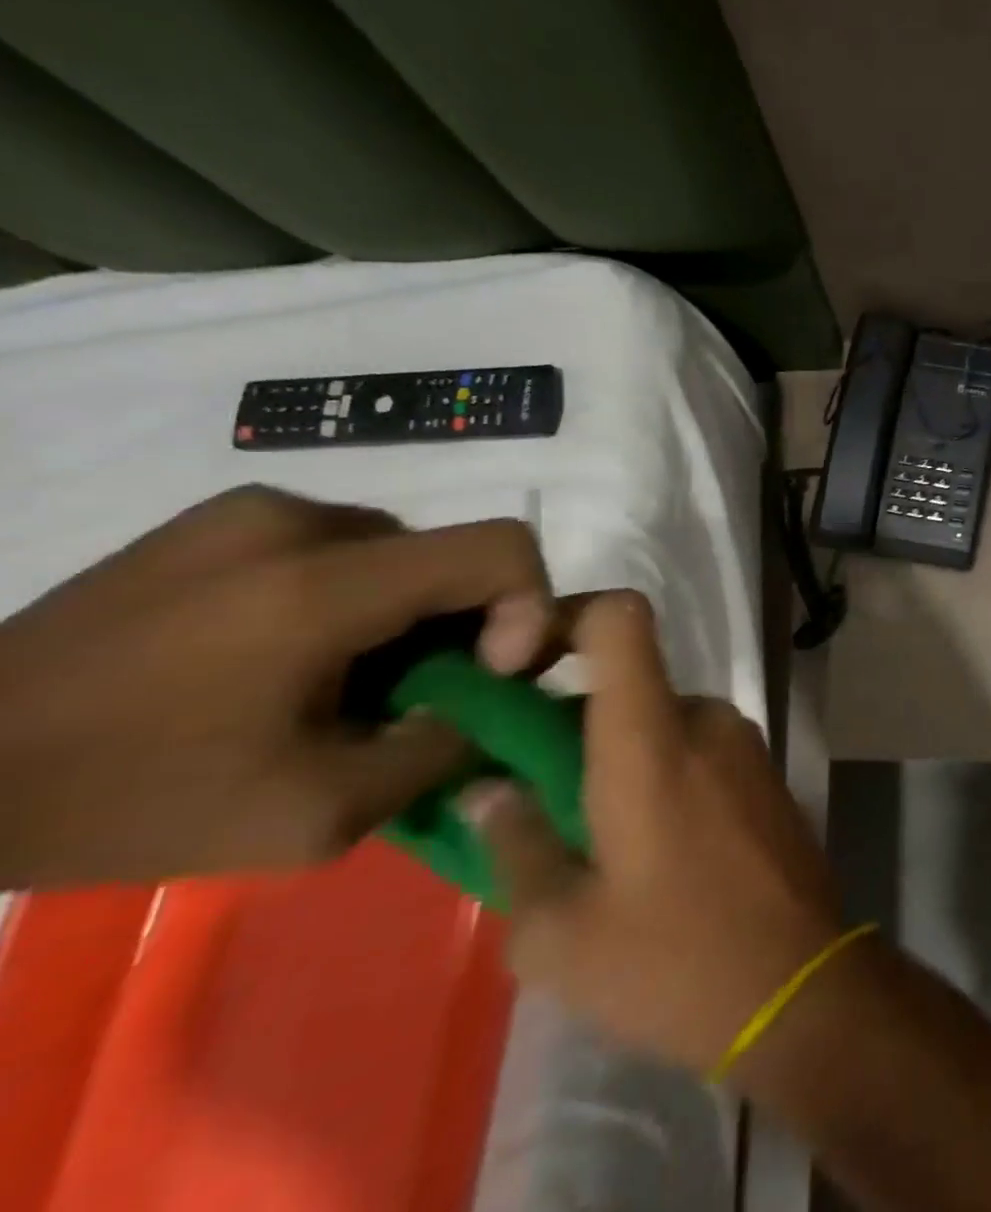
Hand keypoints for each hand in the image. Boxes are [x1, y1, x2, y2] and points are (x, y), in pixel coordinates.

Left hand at [0, 485, 560, 888]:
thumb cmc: (128, 800)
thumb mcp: (314, 815)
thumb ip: (438, 750)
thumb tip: (494, 703)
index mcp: (323, 584)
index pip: (501, 547)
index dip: (527, 606)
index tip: (486, 673)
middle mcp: (300, 520)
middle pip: (453, 554)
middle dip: (464, 624)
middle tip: (412, 696)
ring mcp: (254, 510)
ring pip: (401, 550)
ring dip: (408, 612)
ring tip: (345, 681)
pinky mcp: (220, 516)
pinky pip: (343, 545)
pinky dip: (357, 596)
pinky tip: (292, 655)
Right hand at [462, 591, 841, 1074]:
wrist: (802, 987)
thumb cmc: (674, 960)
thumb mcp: (560, 933)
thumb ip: (513, 845)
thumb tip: (488, 790)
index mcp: (652, 737)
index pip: (622, 618)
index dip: (568, 616)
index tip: (519, 664)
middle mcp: (705, 719)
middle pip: (628, 684)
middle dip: (573, 725)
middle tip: (530, 796)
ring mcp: (745, 743)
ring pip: (660, 723)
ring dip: (617, 760)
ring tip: (589, 841)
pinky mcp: (765, 773)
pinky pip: (696, 749)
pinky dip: (660, 774)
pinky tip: (648, 850)